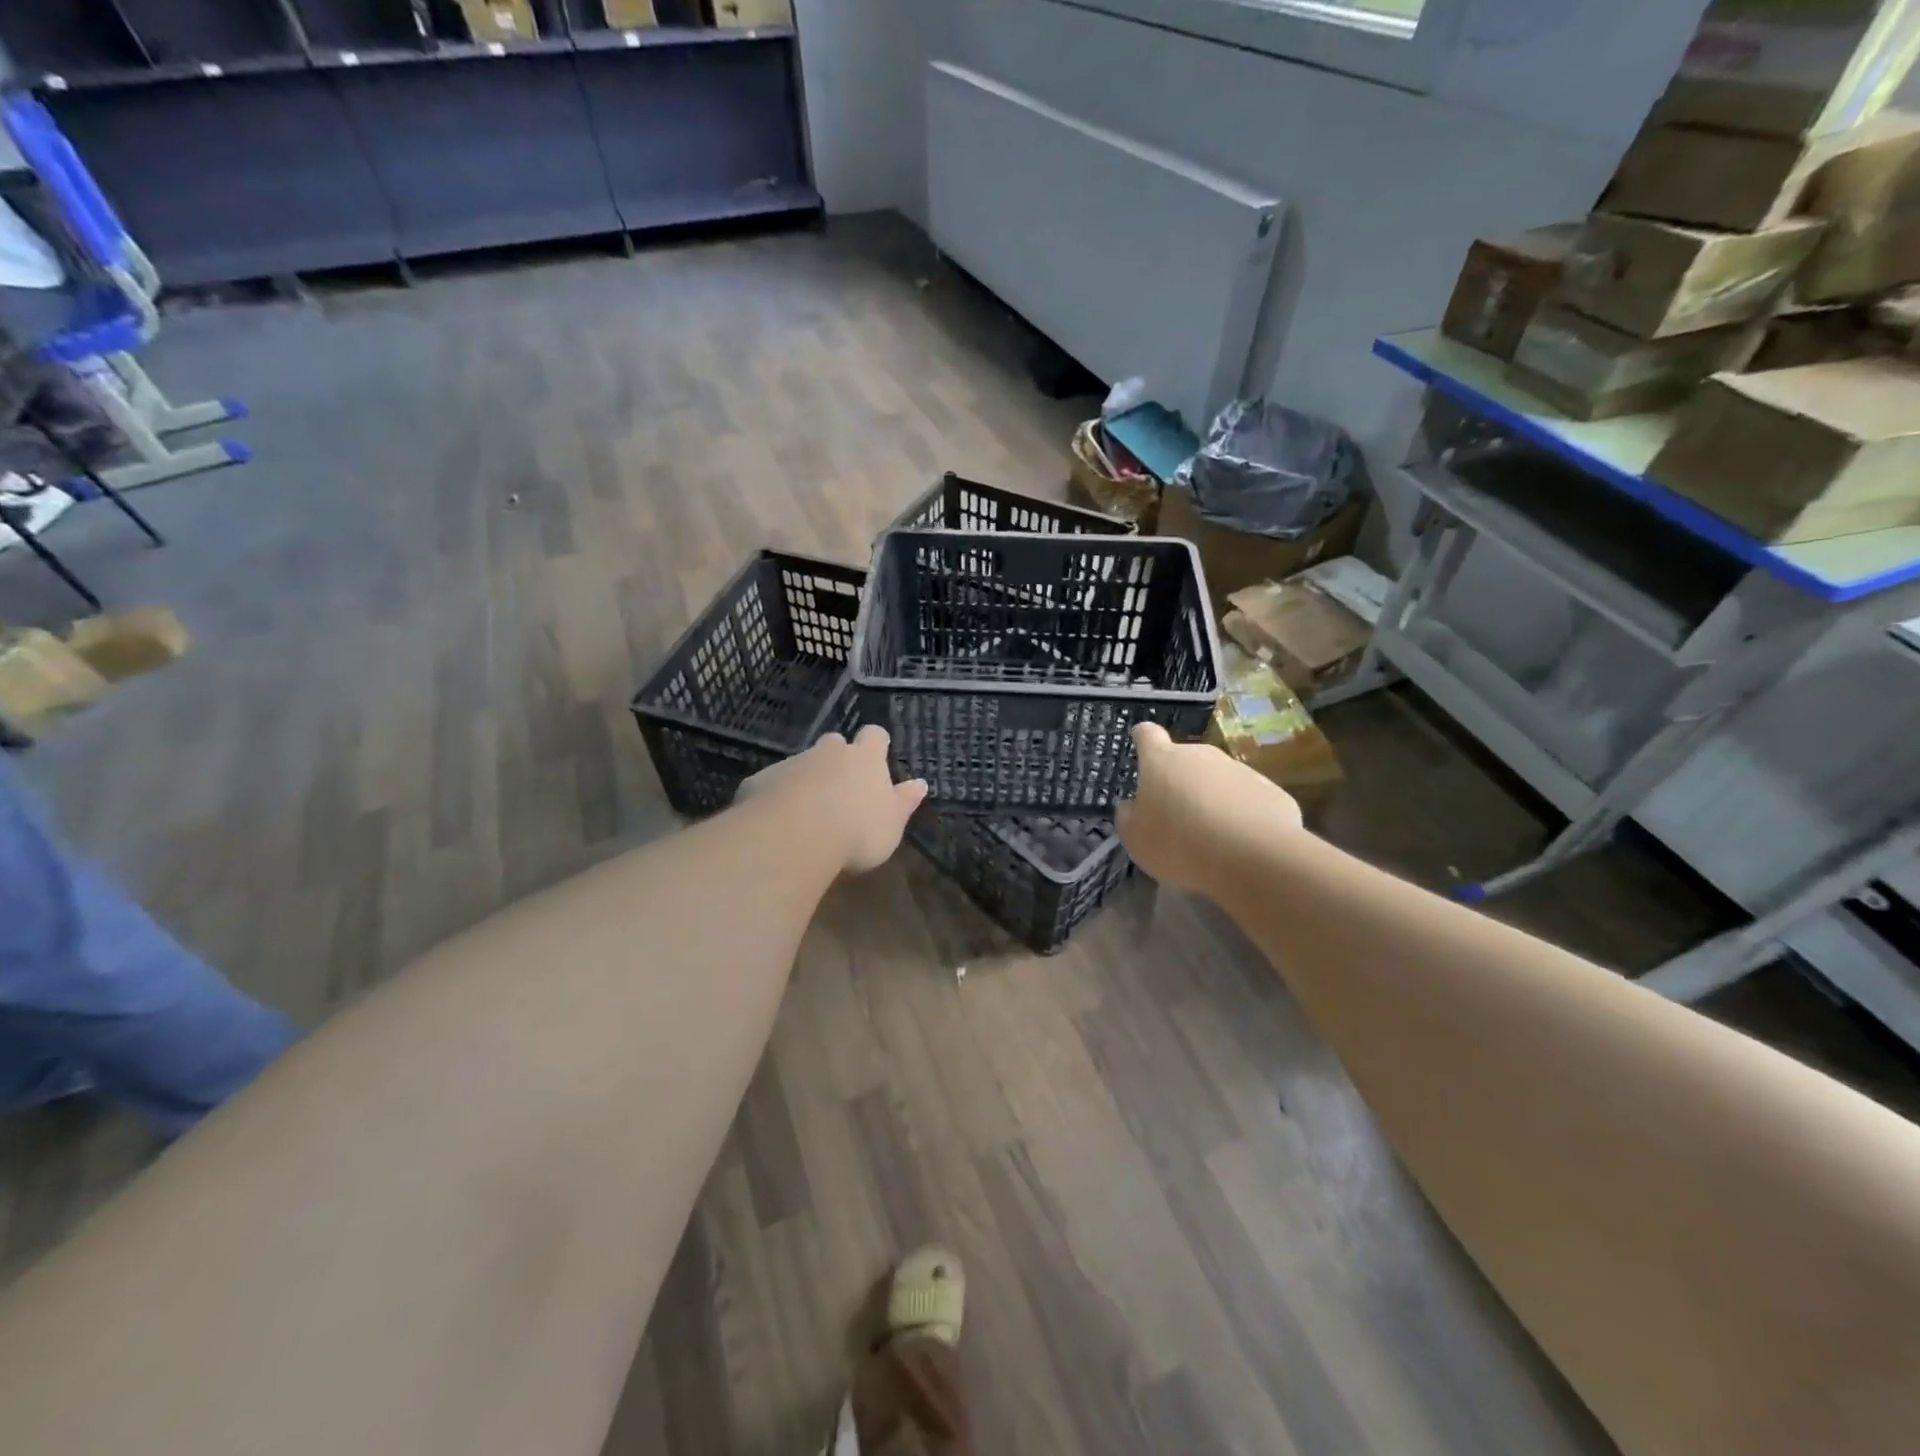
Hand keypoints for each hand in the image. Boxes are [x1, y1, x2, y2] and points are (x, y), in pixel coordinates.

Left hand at [737, 725, 927, 873]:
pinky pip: (772, 784)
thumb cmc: (856, 831)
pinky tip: (777, 824)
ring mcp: (792, 763)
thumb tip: (921, 784)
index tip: (878, 755)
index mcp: (865, 759)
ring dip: (806, 780)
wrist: (794, 837)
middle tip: (840, 786)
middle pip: (834, 743)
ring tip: (806, 812)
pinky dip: (776, 797)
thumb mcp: (891, 824)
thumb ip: (904, 802)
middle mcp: (829, 752)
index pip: (875, 736)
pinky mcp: (761, 780)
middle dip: (836, 758)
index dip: (876, 744)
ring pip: (802, 764)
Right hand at [1116, 722, 1301, 891]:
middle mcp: (1201, 755)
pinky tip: (1241, 844)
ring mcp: (1239, 770)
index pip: (1147, 735)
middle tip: (1177, 816)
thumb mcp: (1136, 839)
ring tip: (1212, 837)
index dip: (1143, 740)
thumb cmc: (1179, 844)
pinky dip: (1242, 815)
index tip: (1141, 747)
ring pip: (1218, 780)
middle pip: (1185, 760)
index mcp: (1161, 760)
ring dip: (1212, 799)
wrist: (1253, 857)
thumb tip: (1132, 805)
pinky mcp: (1271, 790)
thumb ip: (1129, 817)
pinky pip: (1248, 800)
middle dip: (1180, 781)